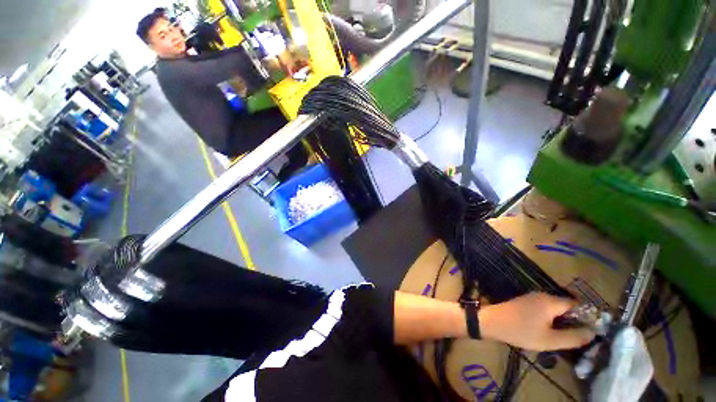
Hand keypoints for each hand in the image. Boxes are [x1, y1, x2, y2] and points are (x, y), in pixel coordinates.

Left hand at [479, 292, 595, 350]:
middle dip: (575, 320)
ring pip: (556, 308)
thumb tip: (592, 333)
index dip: (587, 317)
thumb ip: (573, 337)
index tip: (593, 331)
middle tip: (579, 337)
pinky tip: (551, 330)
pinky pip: (545, 309)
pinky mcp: (525, 302)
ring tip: (566, 336)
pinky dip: (552, 318)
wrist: (492, 322)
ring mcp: (532, 297)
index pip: (577, 305)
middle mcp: (543, 295)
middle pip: (567, 306)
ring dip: (563, 320)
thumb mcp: (550, 340)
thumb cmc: (521, 331)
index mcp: (551, 301)